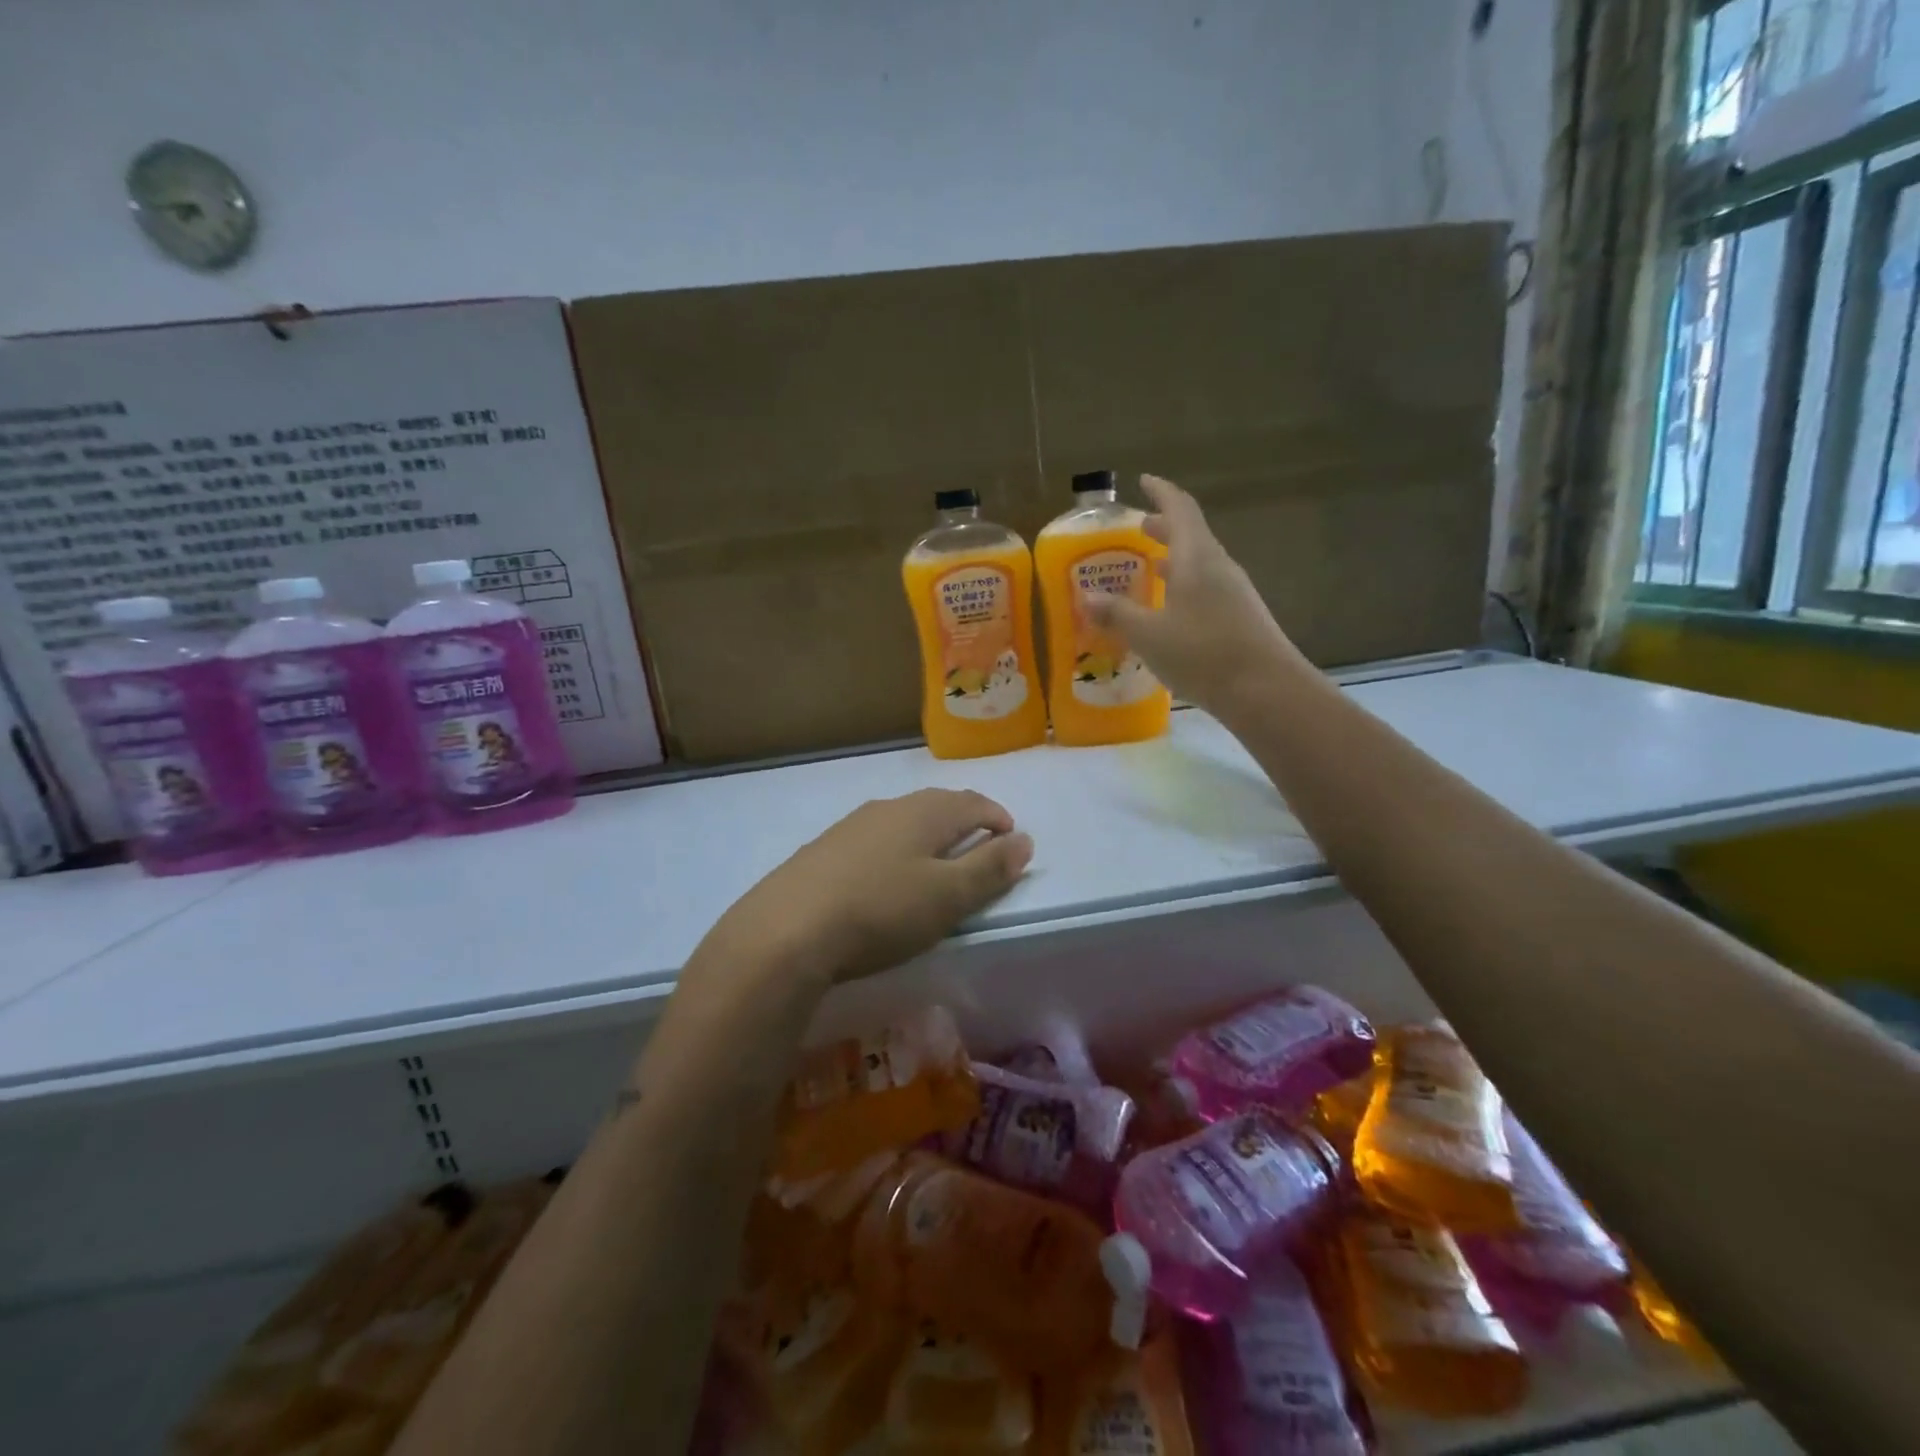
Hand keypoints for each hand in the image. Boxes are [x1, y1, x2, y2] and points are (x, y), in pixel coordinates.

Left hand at [704, 789, 1033, 987]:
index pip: (973, 802)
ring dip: (927, 834)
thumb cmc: (881, 912)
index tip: (1011, 839)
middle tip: (979, 847)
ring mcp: (851, 826)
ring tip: (935, 862)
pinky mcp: (823, 849)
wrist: (786, 931)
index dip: (997, 818)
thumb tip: (1025, 840)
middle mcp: (888, 808)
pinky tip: (884, 877)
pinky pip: (874, 838)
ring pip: (902, 820)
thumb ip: (990, 868)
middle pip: (937, 805)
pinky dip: (895, 849)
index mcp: (925, 813)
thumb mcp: (948, 897)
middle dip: (964, 821)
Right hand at [1083, 474, 1302, 716]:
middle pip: (1192, 535)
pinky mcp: (1241, 617)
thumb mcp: (1148, 635)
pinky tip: (1172, 610)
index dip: (1161, 492)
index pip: (1180, 509)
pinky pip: (1207, 588)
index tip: (1144, 480)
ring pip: (1200, 563)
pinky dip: (1185, 586)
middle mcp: (1218, 567)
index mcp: (1197, 558)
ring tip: (1151, 567)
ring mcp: (1234, 593)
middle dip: (1164, 527)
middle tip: (1139, 528)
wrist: (1265, 690)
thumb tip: (1086, 597)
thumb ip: (1117, 614)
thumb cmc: (1202, 653)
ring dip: (1175, 559)